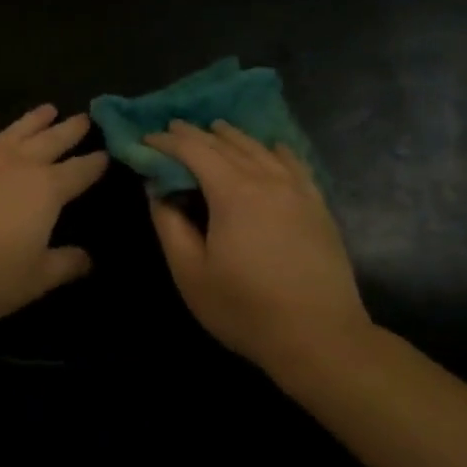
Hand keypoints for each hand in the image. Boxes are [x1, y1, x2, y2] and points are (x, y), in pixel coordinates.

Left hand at [0, 106, 108, 321]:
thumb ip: (63, 266)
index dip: (94, 164)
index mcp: (46, 192)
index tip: (106, 154)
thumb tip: (88, 259)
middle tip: (84, 118)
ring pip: (15, 131)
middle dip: (70, 130)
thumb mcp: (32, 281)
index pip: (79, 172)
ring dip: (34, 119)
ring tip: (48, 109)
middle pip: (51, 141)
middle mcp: (18, 165)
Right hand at [145, 120, 374, 377]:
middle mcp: (267, 179)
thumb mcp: (190, 272)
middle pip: (227, 144)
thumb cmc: (245, 308)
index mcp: (233, 192)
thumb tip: (158, 191)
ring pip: (261, 149)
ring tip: (214, 129)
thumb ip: (169, 225)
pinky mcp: (318, 206)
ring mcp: (298, 190)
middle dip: (196, 134)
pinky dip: (274, 150)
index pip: (194, 150)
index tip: (146, 141)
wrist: (320, 337)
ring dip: (233, 136)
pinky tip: (271, 148)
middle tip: (172, 130)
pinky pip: (294, 164)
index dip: (167, 142)